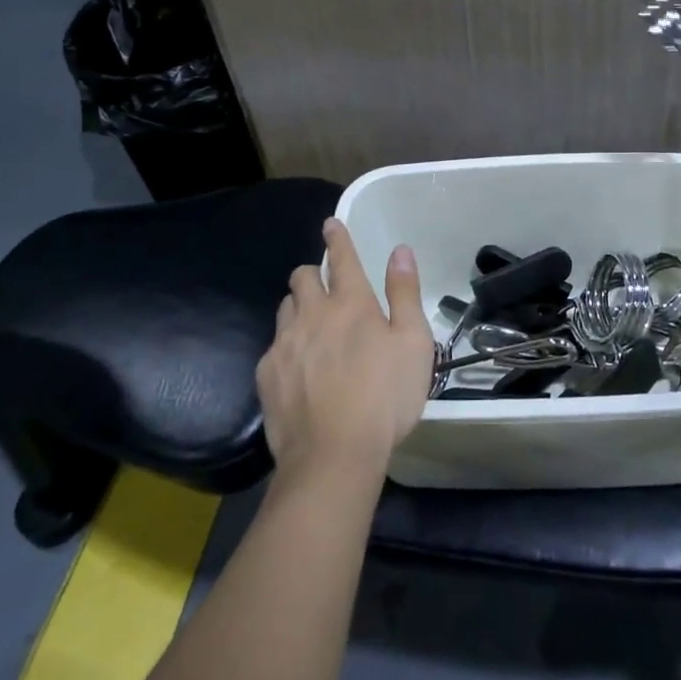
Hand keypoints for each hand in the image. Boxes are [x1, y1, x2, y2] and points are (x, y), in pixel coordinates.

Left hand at [259, 219, 436, 487]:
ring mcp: (284, 343)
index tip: (330, 224)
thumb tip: (400, 250)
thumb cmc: (385, 397)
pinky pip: (273, 346)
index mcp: (351, 303)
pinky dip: (287, 347)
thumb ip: (405, 293)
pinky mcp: (266, 374)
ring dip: (298, 307)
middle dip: (313, 274)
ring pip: (285, 308)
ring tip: (312, 328)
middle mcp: (312, 314)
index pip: (342, 257)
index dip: (337, 237)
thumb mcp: (414, 343)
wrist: (334, 455)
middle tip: (326, 290)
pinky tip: (299, 370)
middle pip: (302, 276)